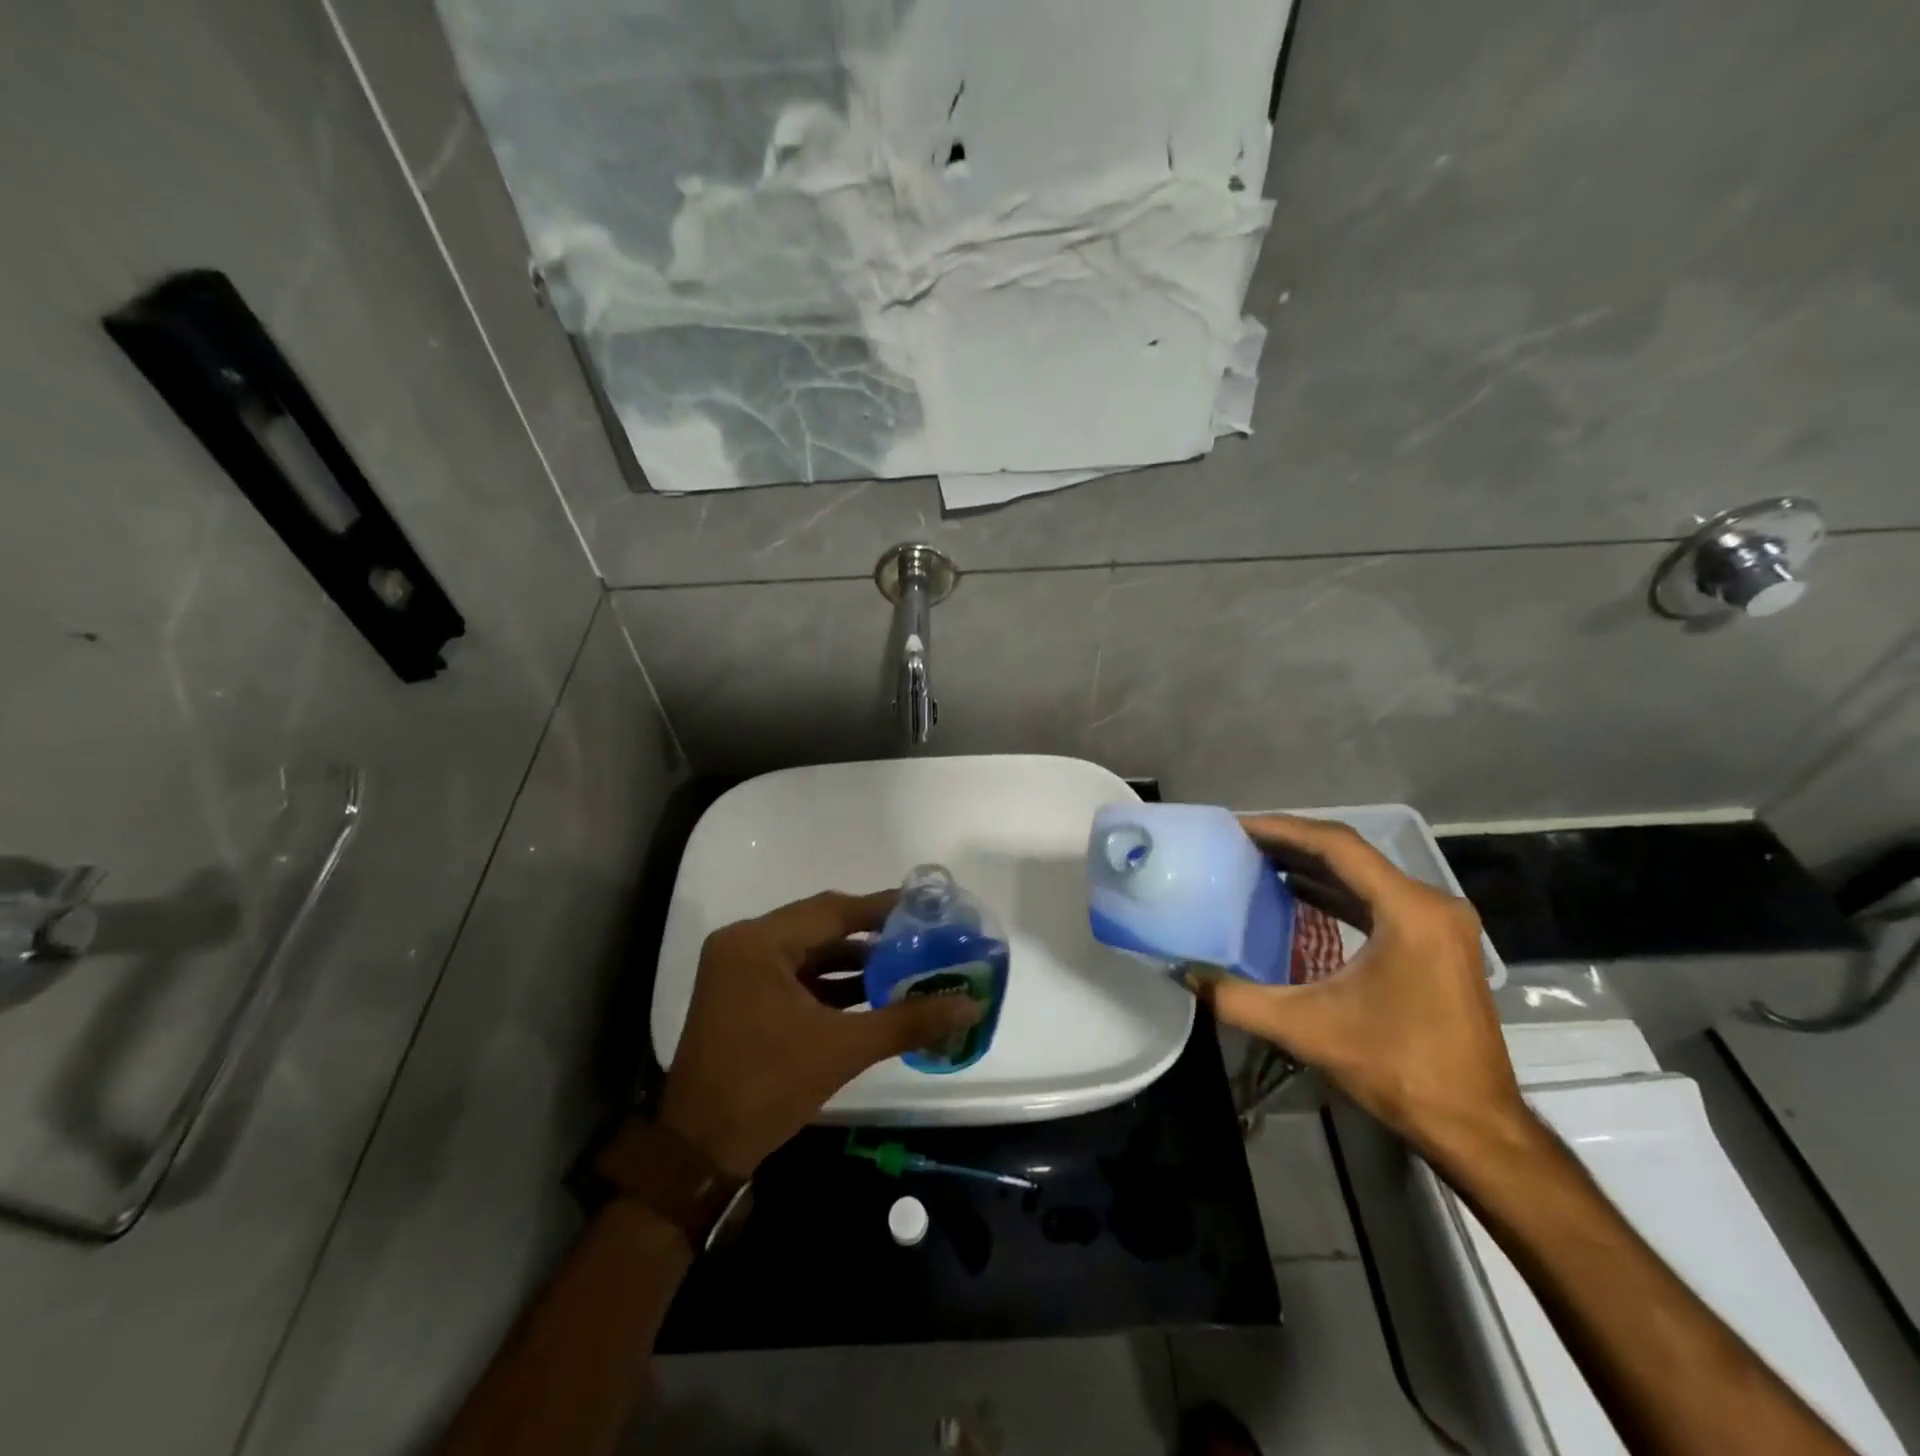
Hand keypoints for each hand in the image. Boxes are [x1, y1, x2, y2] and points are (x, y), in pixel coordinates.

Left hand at [658, 890, 982, 1177]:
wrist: (698, 1153)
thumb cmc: (766, 1088)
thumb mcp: (842, 1050)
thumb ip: (907, 1021)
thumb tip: (970, 1004)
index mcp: (758, 943)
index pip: (833, 910)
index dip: (882, 908)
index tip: (926, 907)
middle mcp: (744, 944)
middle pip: (820, 924)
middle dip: (871, 933)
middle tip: (921, 935)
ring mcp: (739, 969)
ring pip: (808, 950)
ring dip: (853, 959)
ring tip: (905, 964)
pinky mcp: (742, 995)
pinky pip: (795, 974)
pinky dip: (830, 982)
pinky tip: (871, 992)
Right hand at [1188, 815, 1525, 1162]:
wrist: (1473, 1125)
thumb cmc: (1396, 1068)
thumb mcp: (1306, 1028)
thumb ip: (1236, 998)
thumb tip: (1184, 973)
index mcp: (1408, 910)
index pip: (1337, 846)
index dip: (1282, 830)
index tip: (1237, 826)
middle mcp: (1430, 904)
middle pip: (1351, 854)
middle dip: (1292, 844)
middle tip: (1239, 841)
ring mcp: (1438, 923)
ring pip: (1364, 875)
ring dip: (1312, 866)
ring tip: (1257, 860)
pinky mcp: (1436, 942)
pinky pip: (1377, 899)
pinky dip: (1335, 891)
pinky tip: (1297, 893)